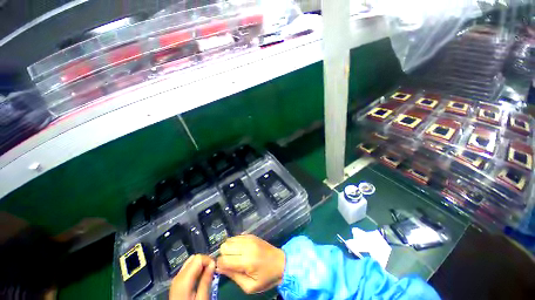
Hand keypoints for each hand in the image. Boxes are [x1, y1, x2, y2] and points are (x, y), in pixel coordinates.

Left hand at [169, 254, 214, 299]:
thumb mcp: (202, 298)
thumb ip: (206, 280)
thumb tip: (213, 264)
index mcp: (184, 279)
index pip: (198, 258)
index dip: (208, 260)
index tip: (215, 268)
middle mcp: (178, 276)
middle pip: (194, 258)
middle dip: (205, 262)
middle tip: (212, 271)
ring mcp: (176, 279)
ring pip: (190, 262)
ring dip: (200, 265)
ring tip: (207, 274)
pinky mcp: (177, 282)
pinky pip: (187, 269)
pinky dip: (195, 269)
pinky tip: (200, 277)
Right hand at [216, 235, 284, 293]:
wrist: (281, 263)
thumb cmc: (266, 278)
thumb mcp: (250, 286)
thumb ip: (233, 277)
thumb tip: (219, 268)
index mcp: (247, 261)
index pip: (224, 259)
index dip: (220, 265)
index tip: (223, 269)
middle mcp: (247, 246)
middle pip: (224, 246)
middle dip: (223, 256)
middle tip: (230, 263)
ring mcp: (249, 238)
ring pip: (229, 240)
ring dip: (228, 248)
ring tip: (235, 256)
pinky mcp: (251, 235)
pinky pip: (236, 236)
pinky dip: (234, 243)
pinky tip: (240, 250)